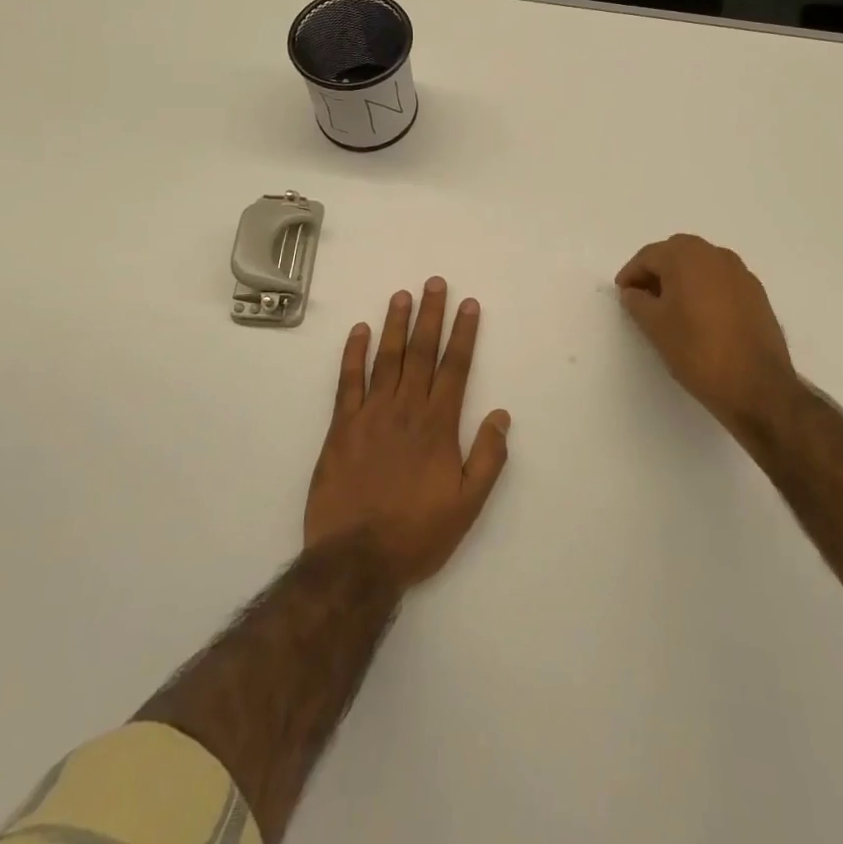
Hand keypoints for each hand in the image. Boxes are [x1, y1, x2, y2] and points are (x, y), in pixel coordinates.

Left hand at [305, 278, 510, 591]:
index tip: (468, 304)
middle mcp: (406, 409)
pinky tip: (359, 330)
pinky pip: (348, 381)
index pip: (454, 367)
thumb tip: (502, 415)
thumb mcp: (468, 505)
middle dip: (430, 315)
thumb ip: (488, 458)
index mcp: (438, 425)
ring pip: (386, 358)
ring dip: (395, 324)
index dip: (463, 333)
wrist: (356, 560)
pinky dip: (354, 353)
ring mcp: (370, 414)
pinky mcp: (341, 427)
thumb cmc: (417, 533)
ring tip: (401, 295)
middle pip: (421, 352)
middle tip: (434, 283)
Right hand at [616, 234, 799, 427]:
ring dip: (681, 278)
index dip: (631, 274)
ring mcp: (740, 273)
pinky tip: (699, 316)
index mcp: (686, 256)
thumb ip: (637, 302)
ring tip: (670, 307)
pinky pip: (720, 280)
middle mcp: (715, 255)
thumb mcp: (654, 326)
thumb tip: (634, 292)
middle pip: (676, 253)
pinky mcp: (756, 293)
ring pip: (701, 265)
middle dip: (657, 271)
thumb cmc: (696, 350)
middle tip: (643, 297)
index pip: (649, 256)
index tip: (622, 294)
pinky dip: (704, 288)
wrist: (756, 385)